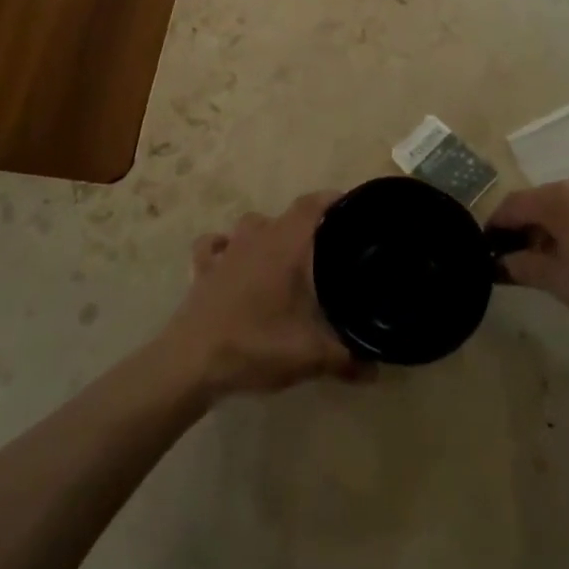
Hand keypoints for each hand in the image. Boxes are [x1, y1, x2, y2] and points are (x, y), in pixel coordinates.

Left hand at [159, 193, 359, 400]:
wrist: (191, 361)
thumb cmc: (255, 344)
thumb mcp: (309, 356)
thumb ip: (347, 358)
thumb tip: (378, 368)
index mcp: (285, 244)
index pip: (313, 205)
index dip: (334, 201)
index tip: (355, 209)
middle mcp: (256, 235)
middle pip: (287, 216)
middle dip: (309, 226)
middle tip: (329, 248)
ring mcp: (226, 249)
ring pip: (253, 225)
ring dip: (270, 234)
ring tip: (285, 257)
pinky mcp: (203, 268)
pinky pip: (215, 245)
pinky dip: (225, 247)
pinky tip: (231, 261)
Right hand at [489, 175, 568, 358]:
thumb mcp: (558, 283)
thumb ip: (521, 266)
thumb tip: (498, 261)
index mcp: (561, 198)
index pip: (514, 204)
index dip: (497, 225)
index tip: (488, 248)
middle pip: (547, 201)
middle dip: (532, 226)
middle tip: (528, 258)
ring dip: (566, 225)